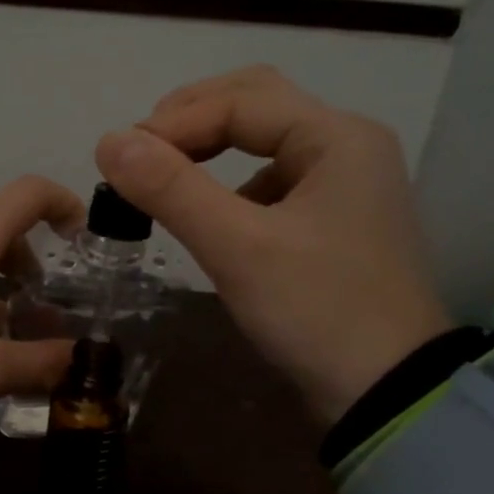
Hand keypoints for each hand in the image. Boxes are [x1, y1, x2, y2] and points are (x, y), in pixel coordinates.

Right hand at [95, 65, 449, 423]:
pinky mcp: (331, 223)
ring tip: (161, 181)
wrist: (385, 392)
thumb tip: (107, 142)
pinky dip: (228, 186)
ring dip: (208, 151)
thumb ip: (172, 189)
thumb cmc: (316, 310)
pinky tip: (207, 217)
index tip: (117, 160)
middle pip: (256, 106)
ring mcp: (343, 185)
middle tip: (138, 155)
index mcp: (336, 137)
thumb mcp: (237, 248)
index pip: (239, 101)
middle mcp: (346, 146)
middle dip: (190, 122)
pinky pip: (270, 183)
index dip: (171, 123)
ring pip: (262, 143)